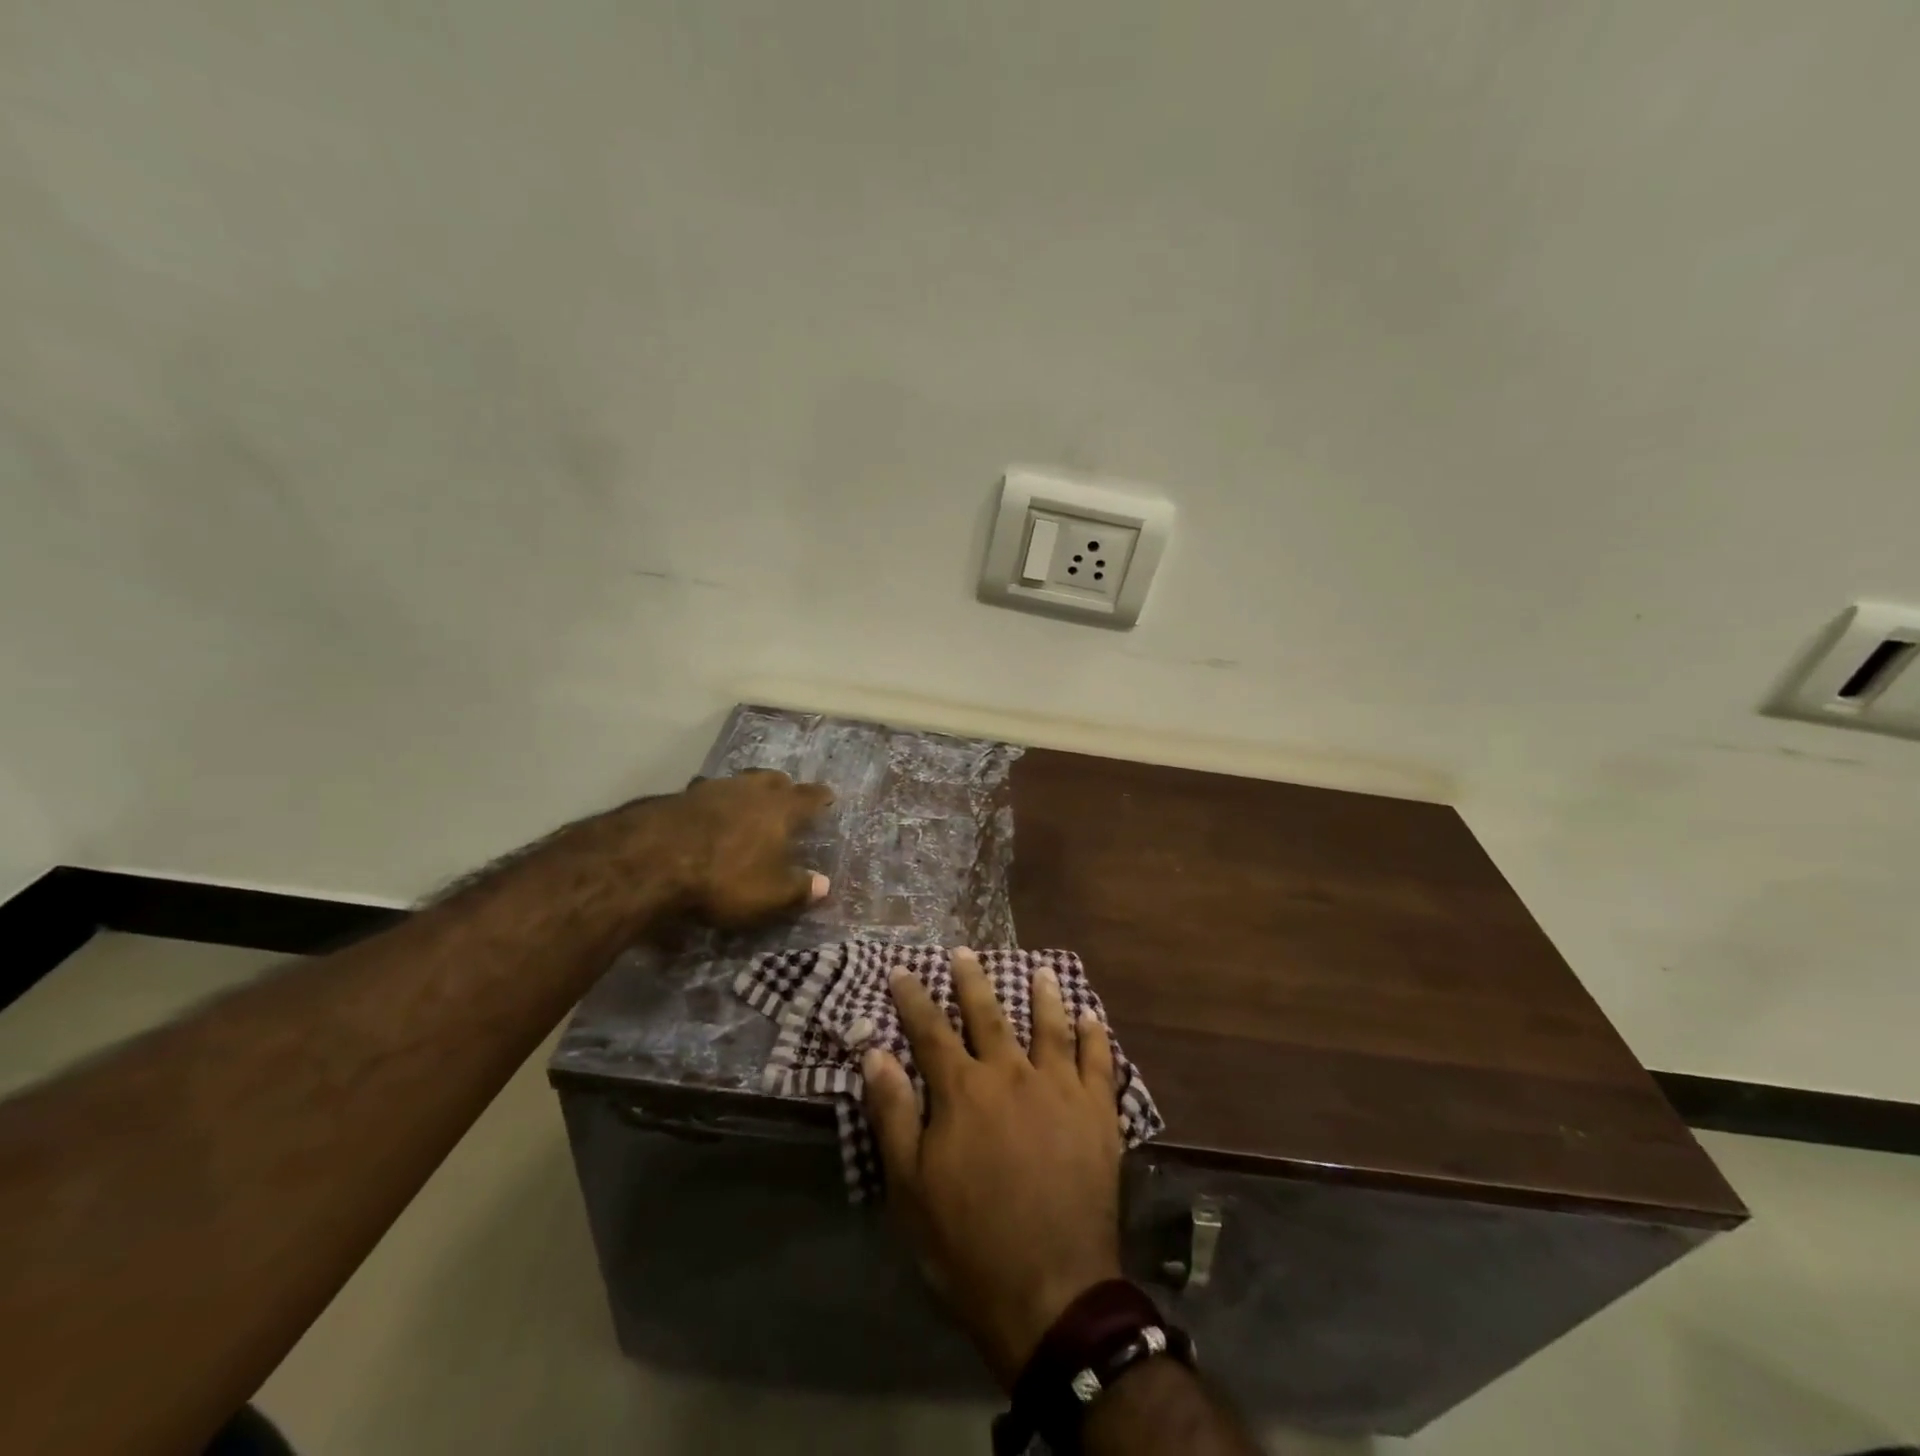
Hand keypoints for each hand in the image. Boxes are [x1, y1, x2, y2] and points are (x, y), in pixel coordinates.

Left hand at [622, 769, 833, 927]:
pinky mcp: (679, 797)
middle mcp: (751, 790)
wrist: (654, 859)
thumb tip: (825, 885)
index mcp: (781, 809)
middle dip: (783, 788)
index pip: (809, 797)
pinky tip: (706, 817)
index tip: (829, 797)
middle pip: (773, 780)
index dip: (821, 797)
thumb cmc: (725, 877)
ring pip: (738, 783)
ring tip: (746, 806)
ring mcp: (713, 789)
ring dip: (745, 792)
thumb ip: (800, 889)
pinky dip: (712, 804)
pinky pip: (706, 795)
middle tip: (786, 798)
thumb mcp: (770, 894)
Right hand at [863, 948, 1123, 1388]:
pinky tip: (1092, 1015)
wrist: (1050, 1292)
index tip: (903, 971)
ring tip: (1041, 969)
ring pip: (1050, 1026)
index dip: (914, 998)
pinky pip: (1098, 1060)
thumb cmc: (968, 1243)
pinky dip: (1095, 1034)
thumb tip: (876, 1052)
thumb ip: (893, 1114)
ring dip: (1044, 995)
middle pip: (989, 1015)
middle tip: (965, 952)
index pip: (931, 1030)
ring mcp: (1060, 1090)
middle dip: (973, 981)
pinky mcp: (1097, 1113)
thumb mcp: (910, 1187)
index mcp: (963, 1091)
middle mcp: (1011, 1075)